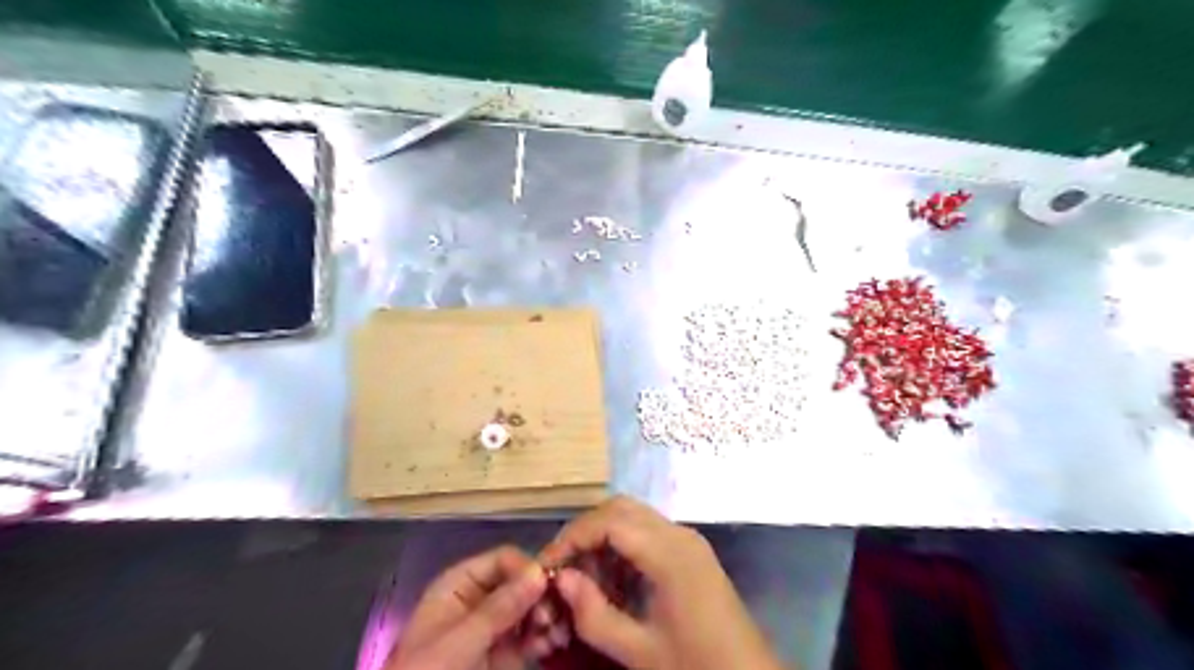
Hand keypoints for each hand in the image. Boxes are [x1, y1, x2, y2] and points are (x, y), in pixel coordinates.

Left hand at [386, 545, 543, 668]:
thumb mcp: (459, 642)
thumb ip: (498, 608)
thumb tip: (539, 573)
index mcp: (460, 583)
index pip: (503, 559)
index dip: (527, 568)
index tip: (548, 586)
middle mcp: (482, 598)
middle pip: (523, 581)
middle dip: (542, 594)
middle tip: (556, 615)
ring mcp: (496, 626)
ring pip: (533, 606)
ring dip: (549, 614)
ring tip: (559, 631)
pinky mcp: (507, 652)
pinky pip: (533, 634)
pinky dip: (547, 635)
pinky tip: (553, 644)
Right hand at [540, 495, 785, 669]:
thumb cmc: (697, 665)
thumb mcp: (640, 651)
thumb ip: (594, 614)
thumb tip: (560, 578)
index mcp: (670, 554)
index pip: (609, 522)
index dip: (572, 537)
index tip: (547, 565)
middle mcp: (679, 534)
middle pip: (620, 509)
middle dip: (585, 531)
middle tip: (562, 565)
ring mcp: (687, 539)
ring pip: (633, 516)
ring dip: (602, 536)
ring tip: (583, 576)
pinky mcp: (690, 550)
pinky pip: (647, 532)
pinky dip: (621, 545)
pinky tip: (611, 579)